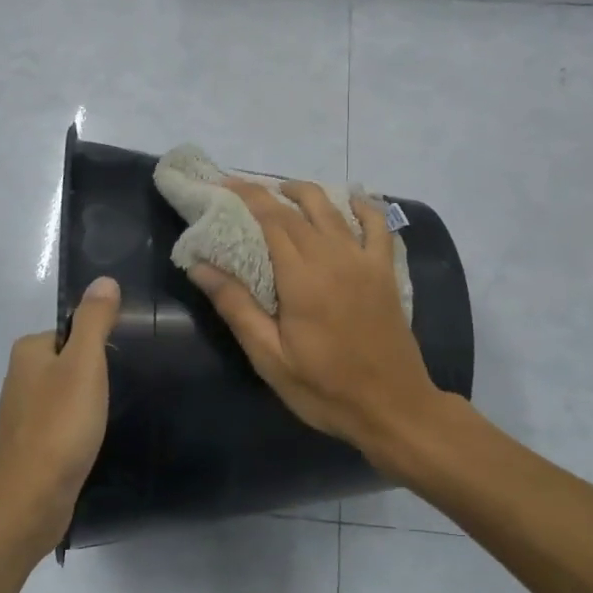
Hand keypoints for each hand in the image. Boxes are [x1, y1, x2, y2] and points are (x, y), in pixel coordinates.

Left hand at [0, 276, 122, 561]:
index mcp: (28, 351)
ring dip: (89, 403)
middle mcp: (19, 377)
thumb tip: (104, 279)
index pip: (73, 331)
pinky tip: (95, 441)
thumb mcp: (84, 365)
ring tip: (112, 417)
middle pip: (71, 361)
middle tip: (123, 391)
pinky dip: (79, 428)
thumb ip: (94, 321)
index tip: (123, 364)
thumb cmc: (59, 426)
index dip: (101, 344)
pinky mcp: (31, 445)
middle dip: (97, 374)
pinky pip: (63, 422)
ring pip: (67, 394)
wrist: (30, 502)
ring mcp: (22, 414)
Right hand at [187, 179, 440, 461]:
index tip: (221, 185)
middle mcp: (334, 257)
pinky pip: (378, 224)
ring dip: (306, 193)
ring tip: (283, 192)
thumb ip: (236, 307)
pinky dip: (363, 205)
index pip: (269, 219)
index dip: (244, 196)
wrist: (392, 407)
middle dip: (266, 193)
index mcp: (302, 277)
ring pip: (333, 209)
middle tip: (240, 191)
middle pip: (297, 210)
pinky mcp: (386, 271)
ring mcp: (365, 261)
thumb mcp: (270, 358)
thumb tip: (199, 266)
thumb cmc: (325, 389)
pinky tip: (350, 199)